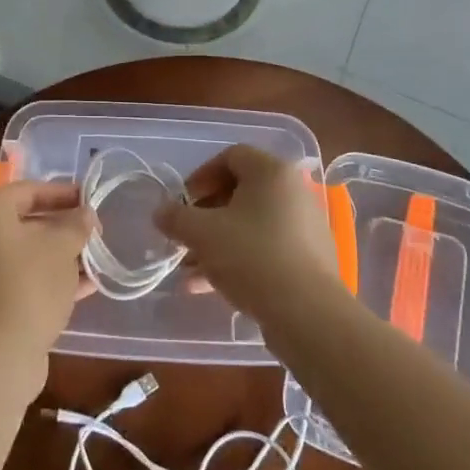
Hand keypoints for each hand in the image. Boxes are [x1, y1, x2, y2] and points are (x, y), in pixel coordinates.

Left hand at [0, 180, 96, 399]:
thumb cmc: (29, 285)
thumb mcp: (62, 247)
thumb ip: (77, 224)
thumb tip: (85, 215)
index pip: (27, 191)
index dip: (61, 193)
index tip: (89, 200)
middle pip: (24, 222)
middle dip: (62, 227)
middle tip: (92, 232)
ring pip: (24, 254)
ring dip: (59, 256)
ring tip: (93, 260)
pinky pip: (19, 280)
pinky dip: (47, 279)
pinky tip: (83, 288)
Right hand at [155, 145, 342, 321]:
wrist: (308, 314)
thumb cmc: (252, 257)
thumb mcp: (202, 234)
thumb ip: (176, 218)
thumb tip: (161, 211)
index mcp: (272, 172)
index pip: (231, 156)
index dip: (201, 176)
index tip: (183, 203)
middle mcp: (293, 192)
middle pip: (240, 192)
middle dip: (205, 215)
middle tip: (184, 237)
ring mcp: (304, 226)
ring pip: (250, 225)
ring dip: (216, 242)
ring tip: (189, 269)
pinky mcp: (308, 259)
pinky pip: (265, 248)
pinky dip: (237, 260)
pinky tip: (208, 288)